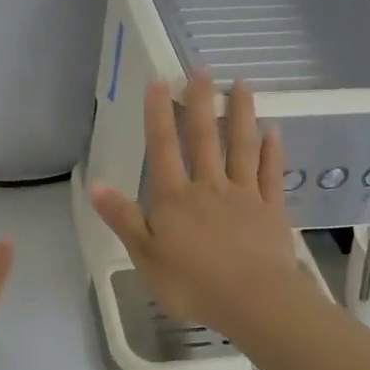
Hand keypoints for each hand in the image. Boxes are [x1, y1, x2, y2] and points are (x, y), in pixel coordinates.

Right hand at [89, 69, 316, 343]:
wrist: (252, 300)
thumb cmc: (191, 283)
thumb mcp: (145, 255)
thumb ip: (123, 218)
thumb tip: (95, 183)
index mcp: (175, 198)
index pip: (163, 148)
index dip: (159, 114)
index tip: (160, 81)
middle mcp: (209, 187)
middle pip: (203, 138)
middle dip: (201, 102)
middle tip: (202, 69)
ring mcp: (244, 195)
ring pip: (241, 147)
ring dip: (240, 114)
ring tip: (242, 84)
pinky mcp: (271, 209)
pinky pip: (270, 174)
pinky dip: (271, 151)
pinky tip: (273, 131)